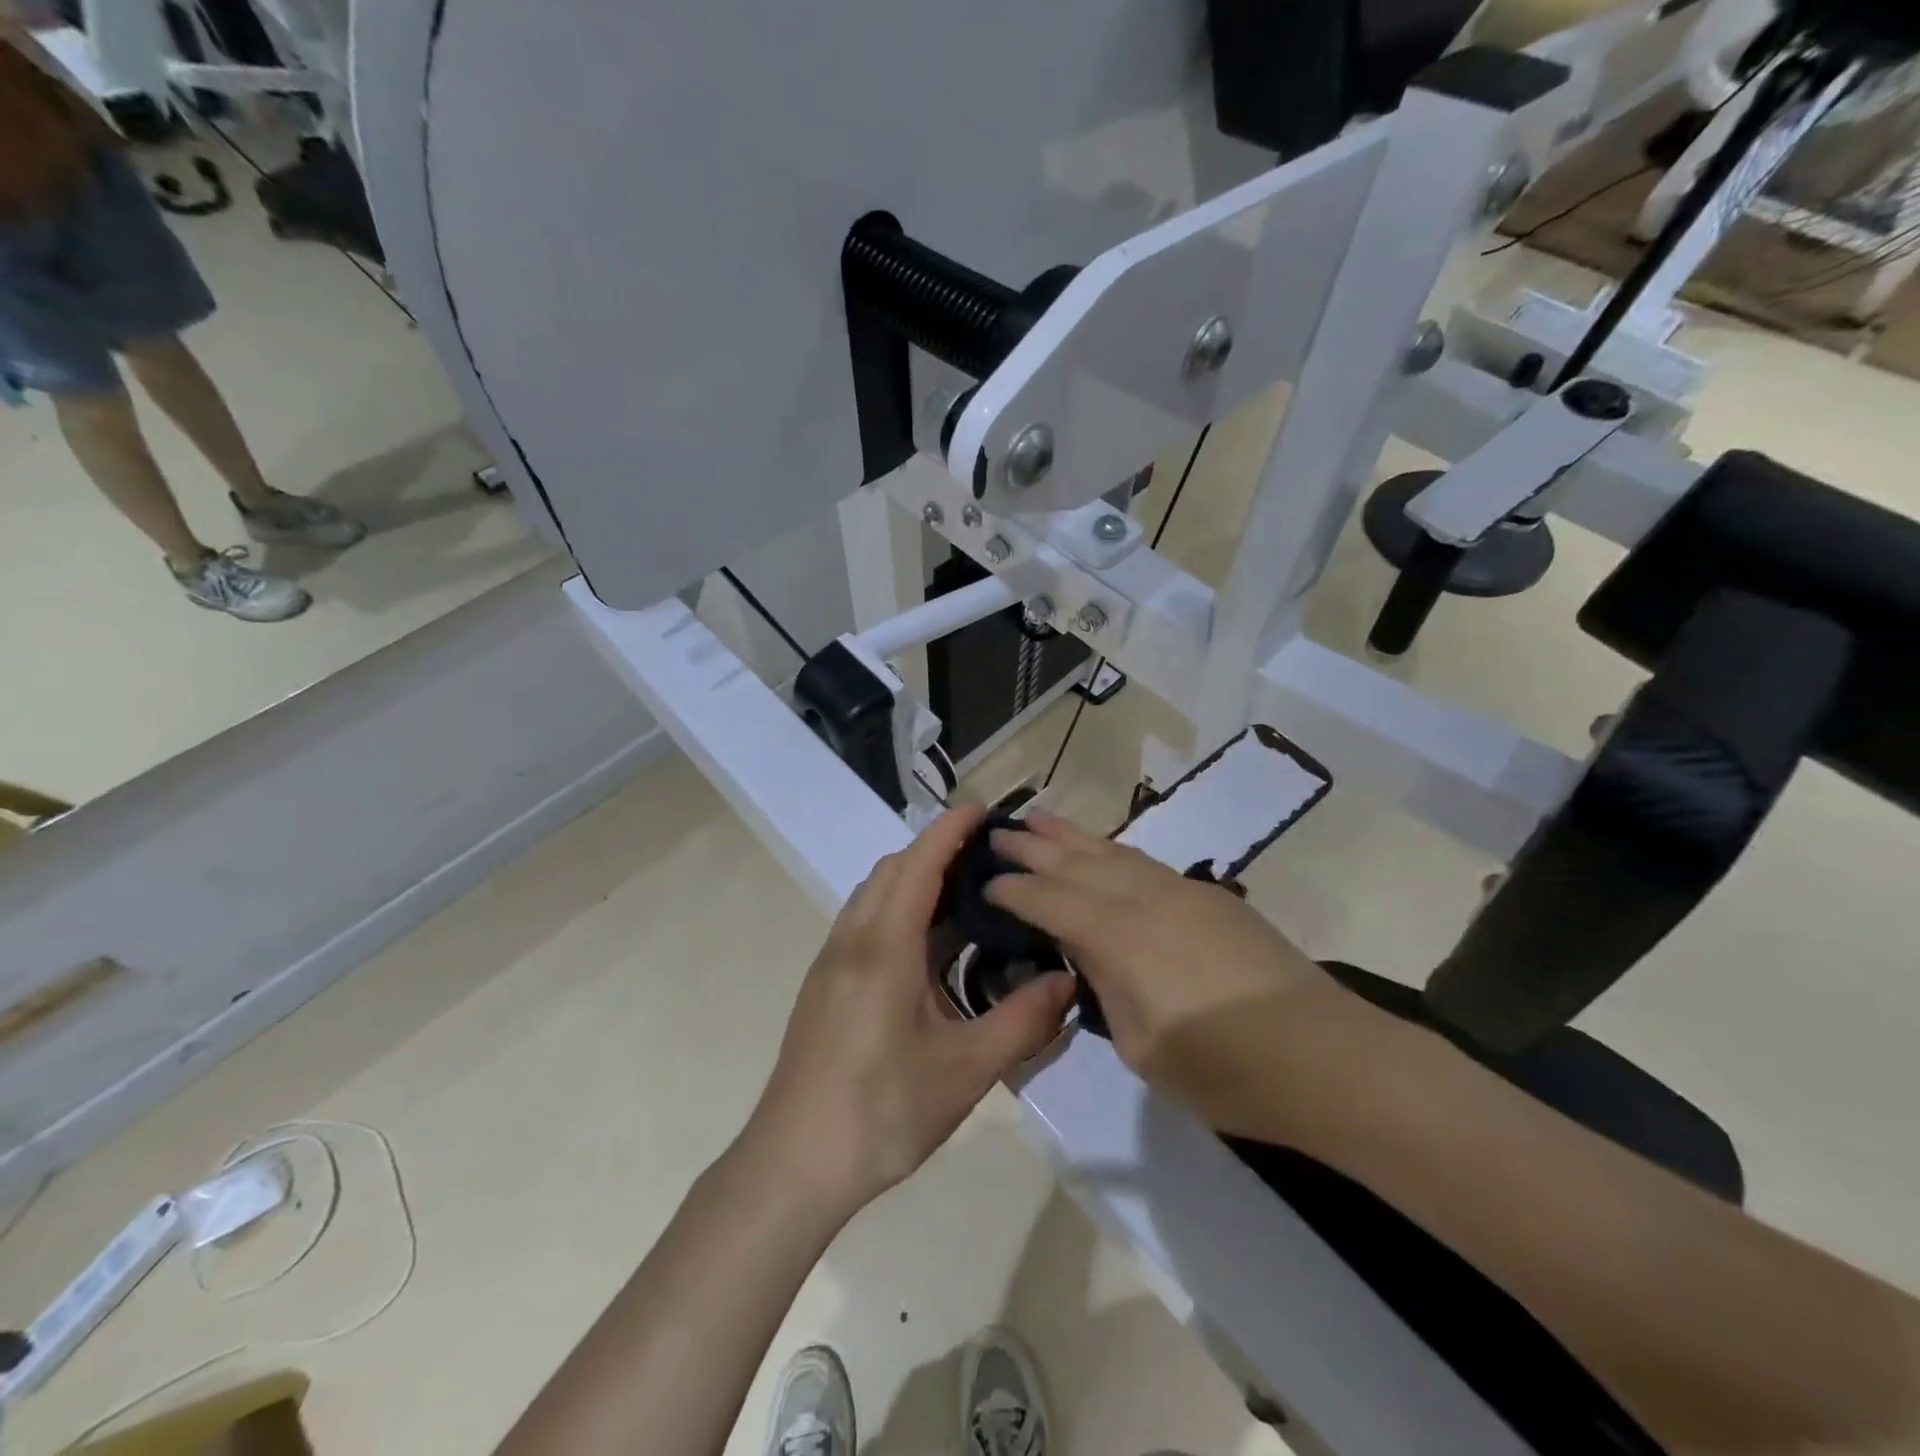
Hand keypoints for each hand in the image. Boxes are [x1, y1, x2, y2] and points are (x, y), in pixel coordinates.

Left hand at [739, 805, 1076, 1215]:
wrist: (794, 1163)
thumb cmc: (882, 1111)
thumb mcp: (966, 1070)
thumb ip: (1022, 1021)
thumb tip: (1068, 982)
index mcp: (884, 946)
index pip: (920, 864)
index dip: (952, 830)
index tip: (985, 808)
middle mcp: (853, 939)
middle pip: (893, 870)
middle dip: (937, 851)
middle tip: (989, 859)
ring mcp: (833, 961)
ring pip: (875, 896)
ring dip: (916, 881)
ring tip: (967, 898)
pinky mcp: (826, 984)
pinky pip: (866, 923)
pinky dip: (900, 910)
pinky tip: (931, 948)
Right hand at [985, 812, 1336, 1127]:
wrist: (1322, 1056)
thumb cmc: (1222, 1068)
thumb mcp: (1140, 1044)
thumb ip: (1106, 989)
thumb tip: (1090, 958)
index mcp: (1118, 936)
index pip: (1049, 901)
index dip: (1013, 890)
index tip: (985, 881)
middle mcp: (1143, 898)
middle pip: (1076, 862)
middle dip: (1033, 846)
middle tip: (998, 833)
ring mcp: (1180, 891)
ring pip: (1112, 852)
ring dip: (1072, 836)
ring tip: (1040, 819)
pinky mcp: (1209, 897)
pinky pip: (1145, 863)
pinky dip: (1112, 852)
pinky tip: (1103, 853)